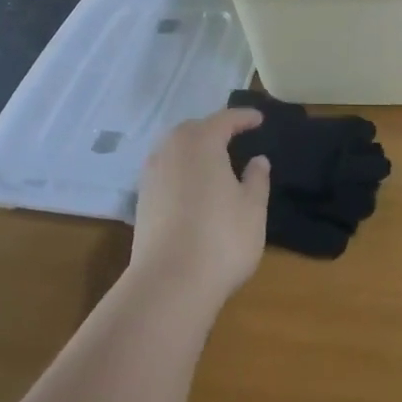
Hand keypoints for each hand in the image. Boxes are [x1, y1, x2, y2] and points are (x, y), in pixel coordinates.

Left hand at [128, 110, 271, 308]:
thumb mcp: (253, 208)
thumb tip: (258, 160)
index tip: (259, 119)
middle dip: (214, 129)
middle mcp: (171, 150)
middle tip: (235, 136)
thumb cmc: (221, 238)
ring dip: (195, 149)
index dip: (244, 118)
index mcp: (201, 142)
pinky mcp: (141, 200)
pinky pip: (166, 170)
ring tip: (215, 161)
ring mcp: (151, 175)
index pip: (224, 119)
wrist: (169, 284)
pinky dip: (182, 170)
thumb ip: (257, 178)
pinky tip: (194, 187)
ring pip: (175, 149)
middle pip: (194, 129)